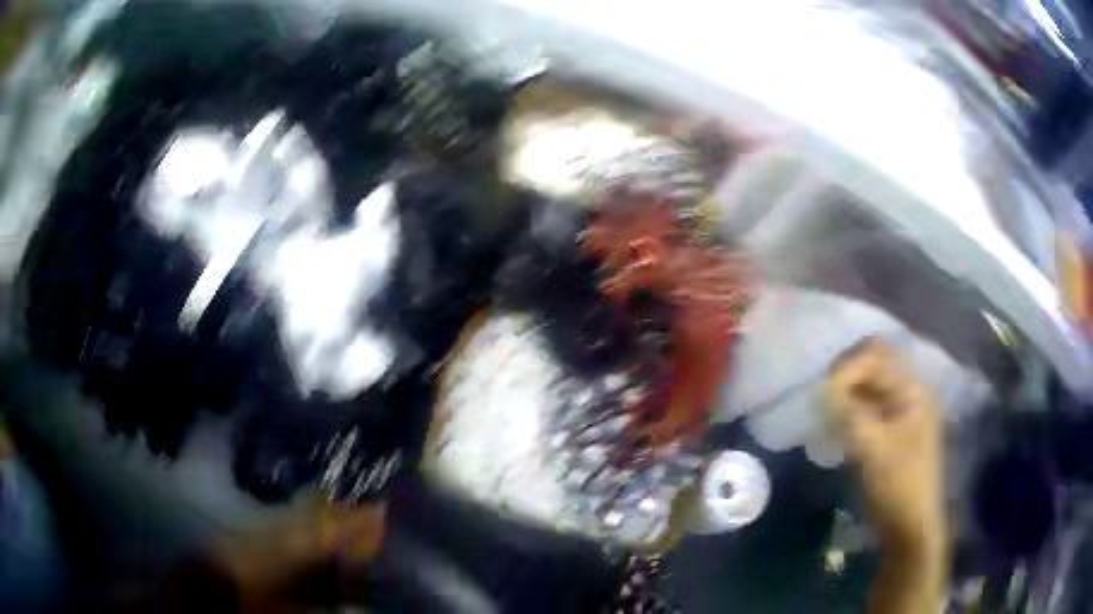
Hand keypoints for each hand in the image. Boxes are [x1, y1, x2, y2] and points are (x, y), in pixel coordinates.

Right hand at [826, 339, 944, 553]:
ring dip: (846, 393)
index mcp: (913, 389)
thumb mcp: (873, 448)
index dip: (848, 368)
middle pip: (874, 366)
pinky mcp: (891, 432)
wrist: (910, 526)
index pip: (877, 356)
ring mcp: (901, 413)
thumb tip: (822, 388)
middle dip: (845, 375)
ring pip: (869, 388)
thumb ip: (850, 412)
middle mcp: (909, 393)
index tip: (823, 393)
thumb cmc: (898, 484)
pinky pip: (868, 409)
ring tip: (824, 410)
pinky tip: (835, 425)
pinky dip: (850, 411)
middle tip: (820, 396)